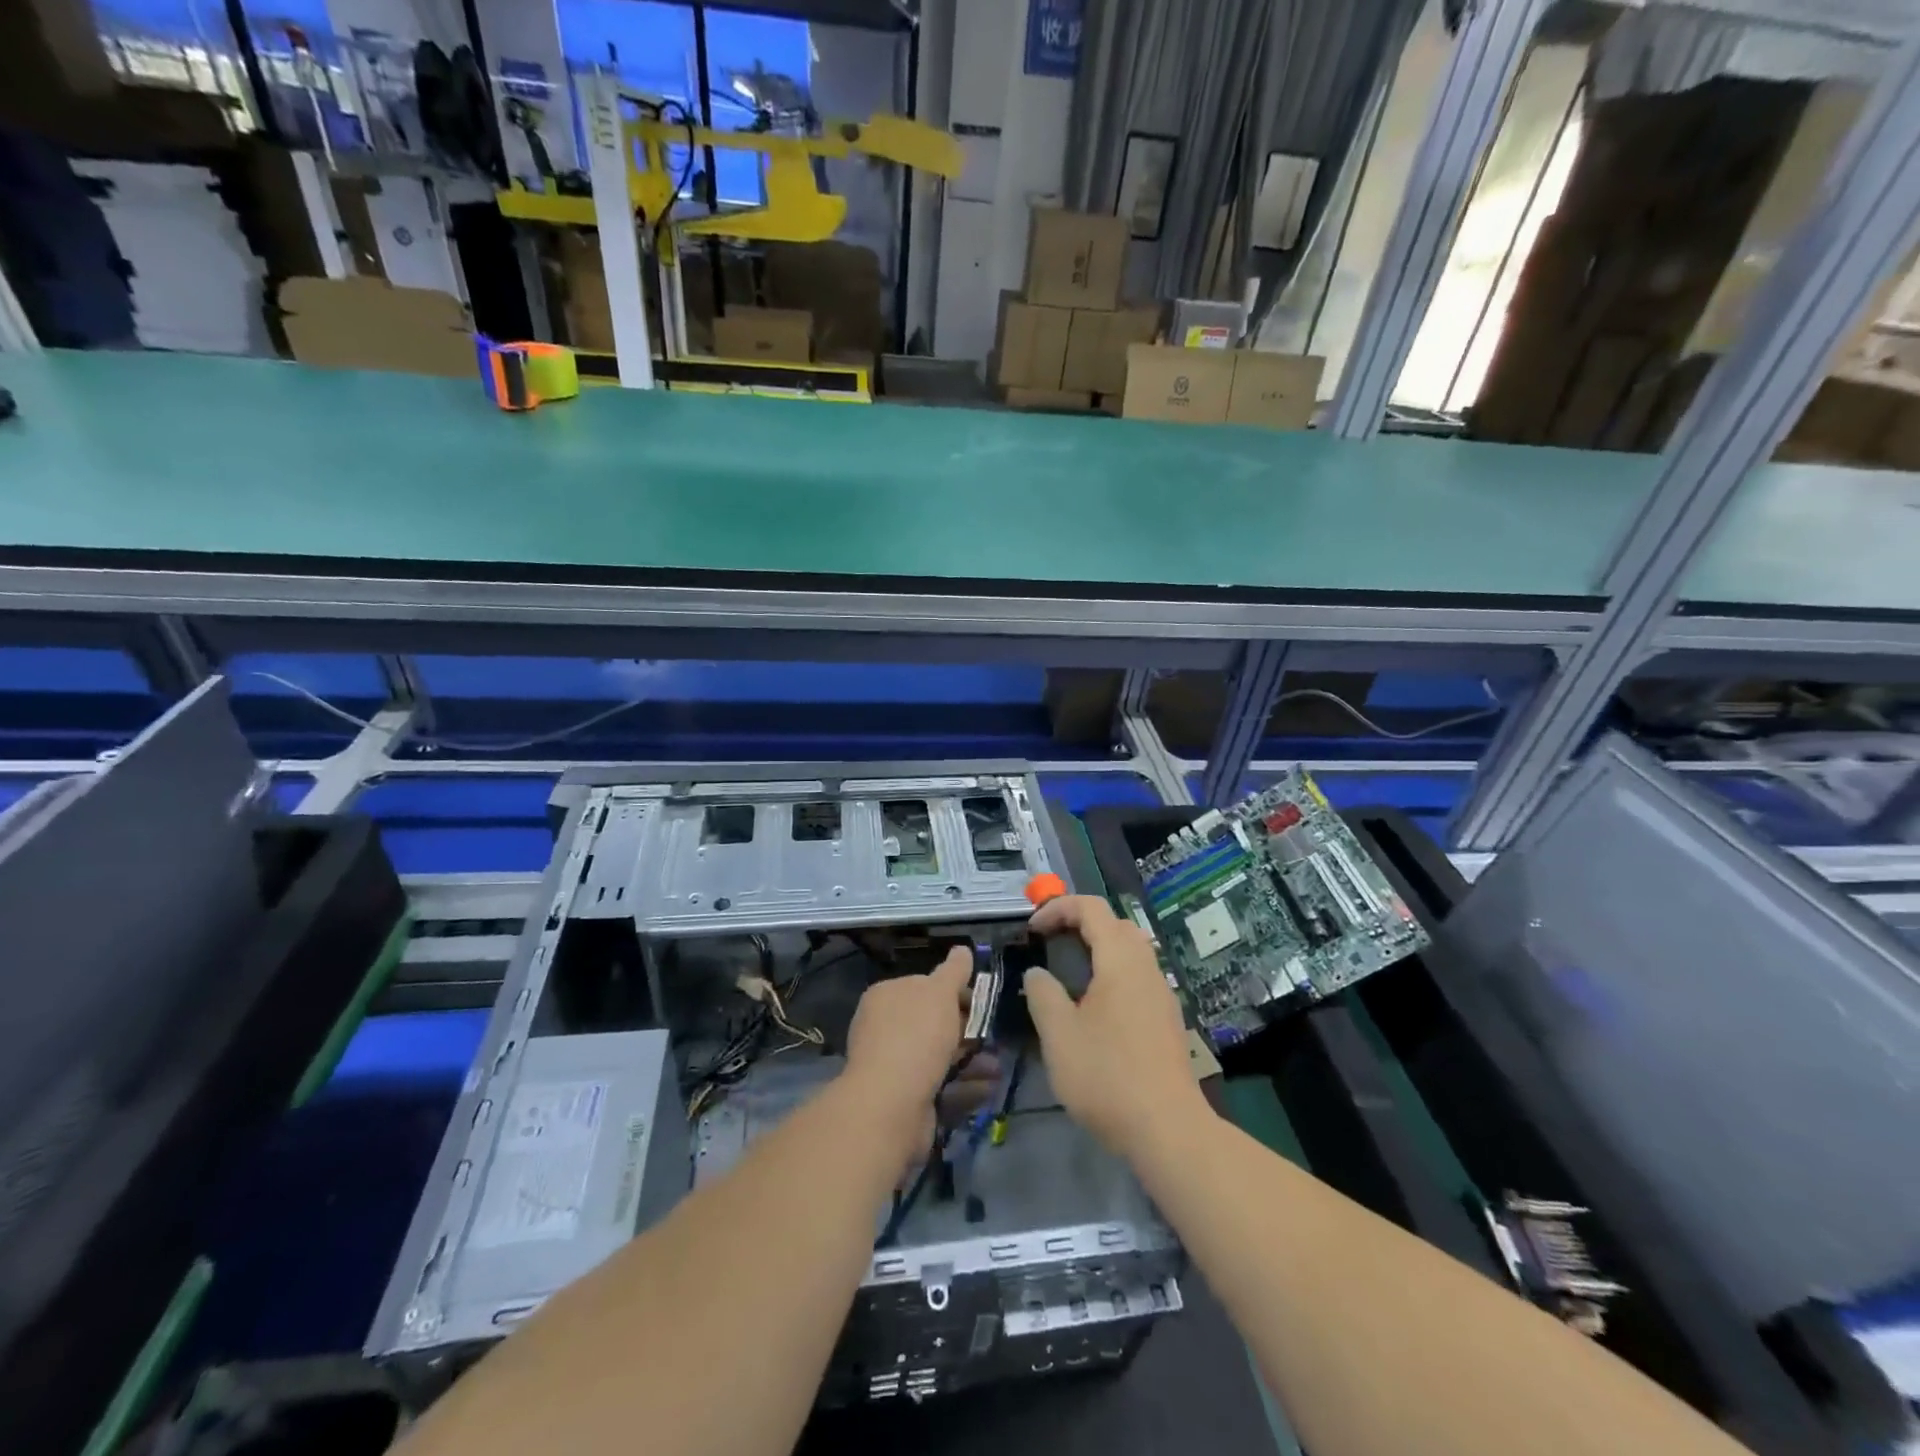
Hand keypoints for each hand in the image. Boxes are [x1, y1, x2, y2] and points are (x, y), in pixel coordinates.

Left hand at [843, 948, 995, 1177]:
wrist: (890, 1104)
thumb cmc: (916, 1036)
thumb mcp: (939, 992)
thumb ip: (954, 971)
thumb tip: (963, 949)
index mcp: (887, 996)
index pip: (923, 985)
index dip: (954, 991)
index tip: (981, 1001)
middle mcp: (884, 1028)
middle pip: (932, 1023)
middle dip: (966, 1029)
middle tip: (995, 1036)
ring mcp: (893, 1066)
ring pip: (939, 1057)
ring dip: (971, 1059)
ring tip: (999, 1066)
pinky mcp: (905, 1099)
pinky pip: (940, 1086)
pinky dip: (965, 1086)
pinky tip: (989, 1088)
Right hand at [1025, 896, 1207, 1158]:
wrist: (1168, 1129)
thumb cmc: (1107, 1076)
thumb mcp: (1059, 1035)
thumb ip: (1043, 994)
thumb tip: (1038, 974)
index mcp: (1120, 961)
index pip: (1091, 908)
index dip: (1058, 908)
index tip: (1032, 930)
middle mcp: (1146, 967)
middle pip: (1115, 924)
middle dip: (1080, 922)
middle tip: (1050, 942)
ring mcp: (1161, 993)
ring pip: (1130, 950)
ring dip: (1098, 948)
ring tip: (1068, 972)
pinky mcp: (1167, 1019)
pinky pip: (1137, 976)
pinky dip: (1112, 971)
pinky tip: (1095, 1006)